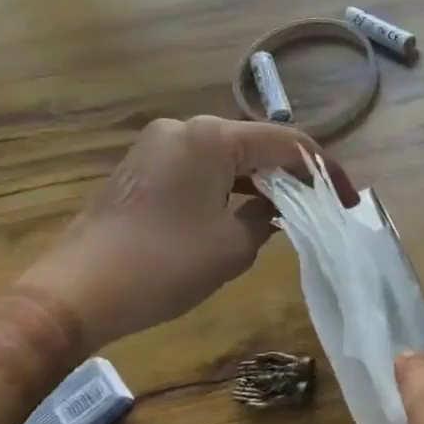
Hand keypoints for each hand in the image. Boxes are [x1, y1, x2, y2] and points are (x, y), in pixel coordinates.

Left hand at [20, 116, 354, 350]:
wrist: (74, 293)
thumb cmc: (164, 265)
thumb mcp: (233, 246)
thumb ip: (268, 216)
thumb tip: (275, 206)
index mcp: (211, 138)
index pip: (287, 143)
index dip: (324, 170)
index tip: (350, 198)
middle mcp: (184, 129)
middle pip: (257, 144)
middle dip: (293, 173)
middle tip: (324, 204)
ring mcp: (159, 146)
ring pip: (229, 156)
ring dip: (262, 180)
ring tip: (293, 210)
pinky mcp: (144, 168)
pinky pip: (202, 168)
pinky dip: (230, 185)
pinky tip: (247, 210)